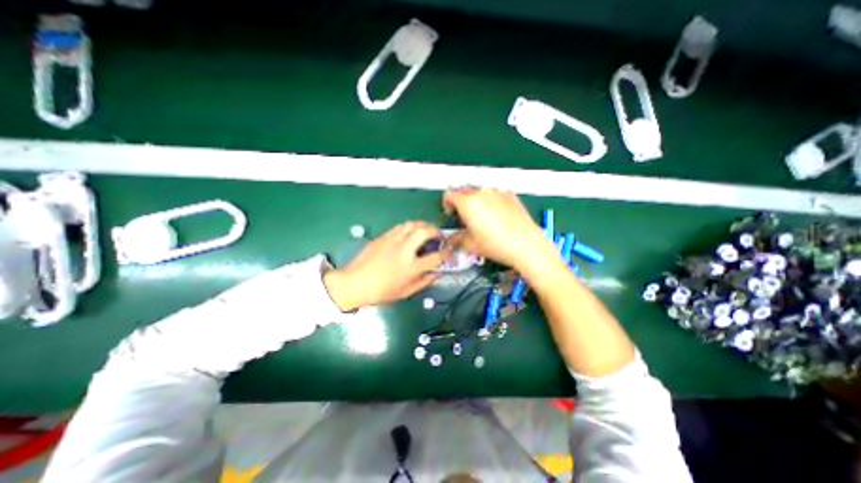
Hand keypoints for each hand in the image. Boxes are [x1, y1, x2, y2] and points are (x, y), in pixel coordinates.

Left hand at [320, 220, 447, 310]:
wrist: (354, 283)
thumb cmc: (381, 292)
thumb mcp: (405, 292)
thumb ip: (423, 282)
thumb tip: (436, 273)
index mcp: (411, 268)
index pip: (435, 257)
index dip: (445, 254)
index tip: (447, 253)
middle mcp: (403, 251)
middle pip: (423, 232)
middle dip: (434, 230)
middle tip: (437, 234)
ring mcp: (392, 241)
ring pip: (411, 224)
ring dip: (421, 225)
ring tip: (424, 230)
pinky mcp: (382, 237)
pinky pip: (399, 227)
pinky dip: (408, 227)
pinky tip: (408, 233)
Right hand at [440, 186, 555, 271]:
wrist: (526, 245)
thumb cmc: (495, 245)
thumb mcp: (471, 245)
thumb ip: (457, 238)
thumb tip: (453, 238)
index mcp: (468, 203)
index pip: (450, 195)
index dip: (447, 204)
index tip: (451, 214)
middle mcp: (481, 193)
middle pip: (464, 191)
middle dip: (460, 202)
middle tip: (464, 217)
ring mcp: (497, 192)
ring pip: (480, 192)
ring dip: (475, 200)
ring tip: (482, 216)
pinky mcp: (510, 195)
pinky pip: (494, 194)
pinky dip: (490, 201)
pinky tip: (497, 215)